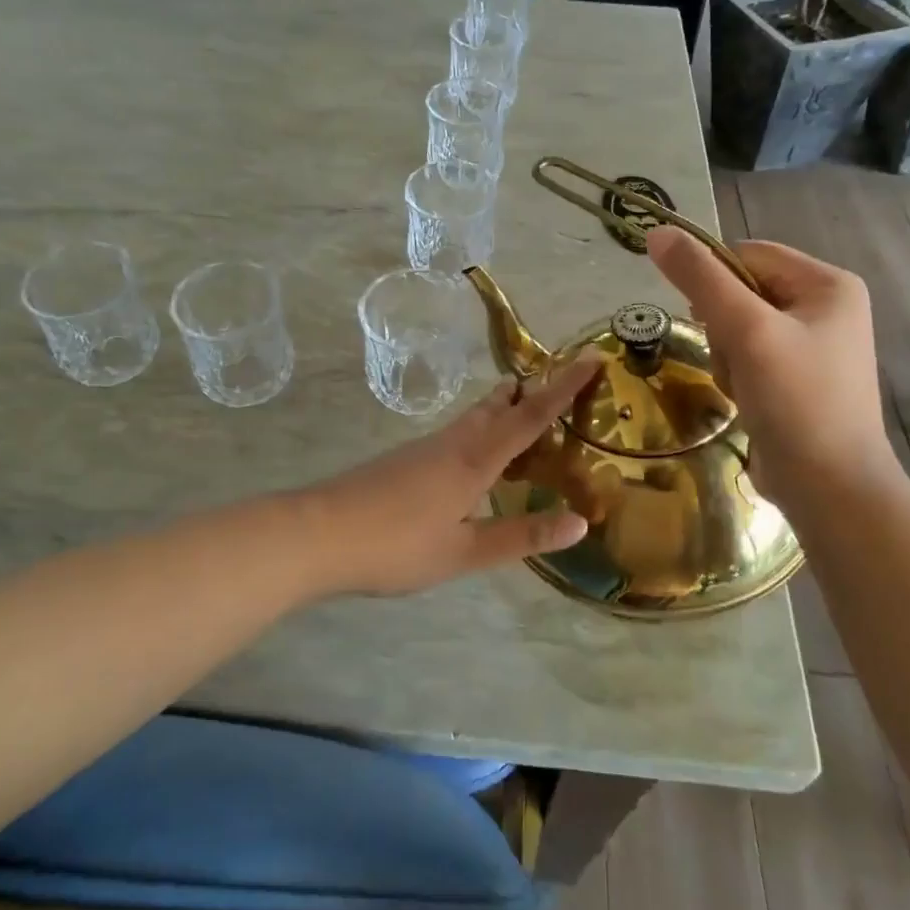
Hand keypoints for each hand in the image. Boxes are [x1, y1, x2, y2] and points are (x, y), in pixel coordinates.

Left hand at [298, 357, 601, 596]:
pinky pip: (457, 433)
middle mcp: (453, 443)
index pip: (530, 416)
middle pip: (498, 406)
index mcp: (474, 460)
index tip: (591, 358)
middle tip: (560, 381)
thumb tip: (580, 521)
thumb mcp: (464, 551)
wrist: (318, 533)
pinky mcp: (406, 459)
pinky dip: (481, 430)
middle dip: (531, 391)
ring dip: (503, 408)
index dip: (564, 388)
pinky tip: (475, 455)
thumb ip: (521, 535)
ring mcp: (425, 448)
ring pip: (474, 417)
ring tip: (523, 409)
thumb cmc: (396, 545)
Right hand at [647, 226, 898, 502]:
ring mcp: (812, 345)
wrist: (830, 489)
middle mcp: (825, 307)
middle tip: (734, 358)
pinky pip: (748, 355)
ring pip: (737, 326)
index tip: (702, 316)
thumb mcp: (746, 331)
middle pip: (741, 291)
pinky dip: (736, 375)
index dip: (714, 279)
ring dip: (726, 355)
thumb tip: (657, 231)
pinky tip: (747, 401)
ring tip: (742, 386)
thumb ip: (701, 278)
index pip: (747, 254)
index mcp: (828, 284)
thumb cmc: (796, 401)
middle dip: (723, 326)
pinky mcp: (796, 378)